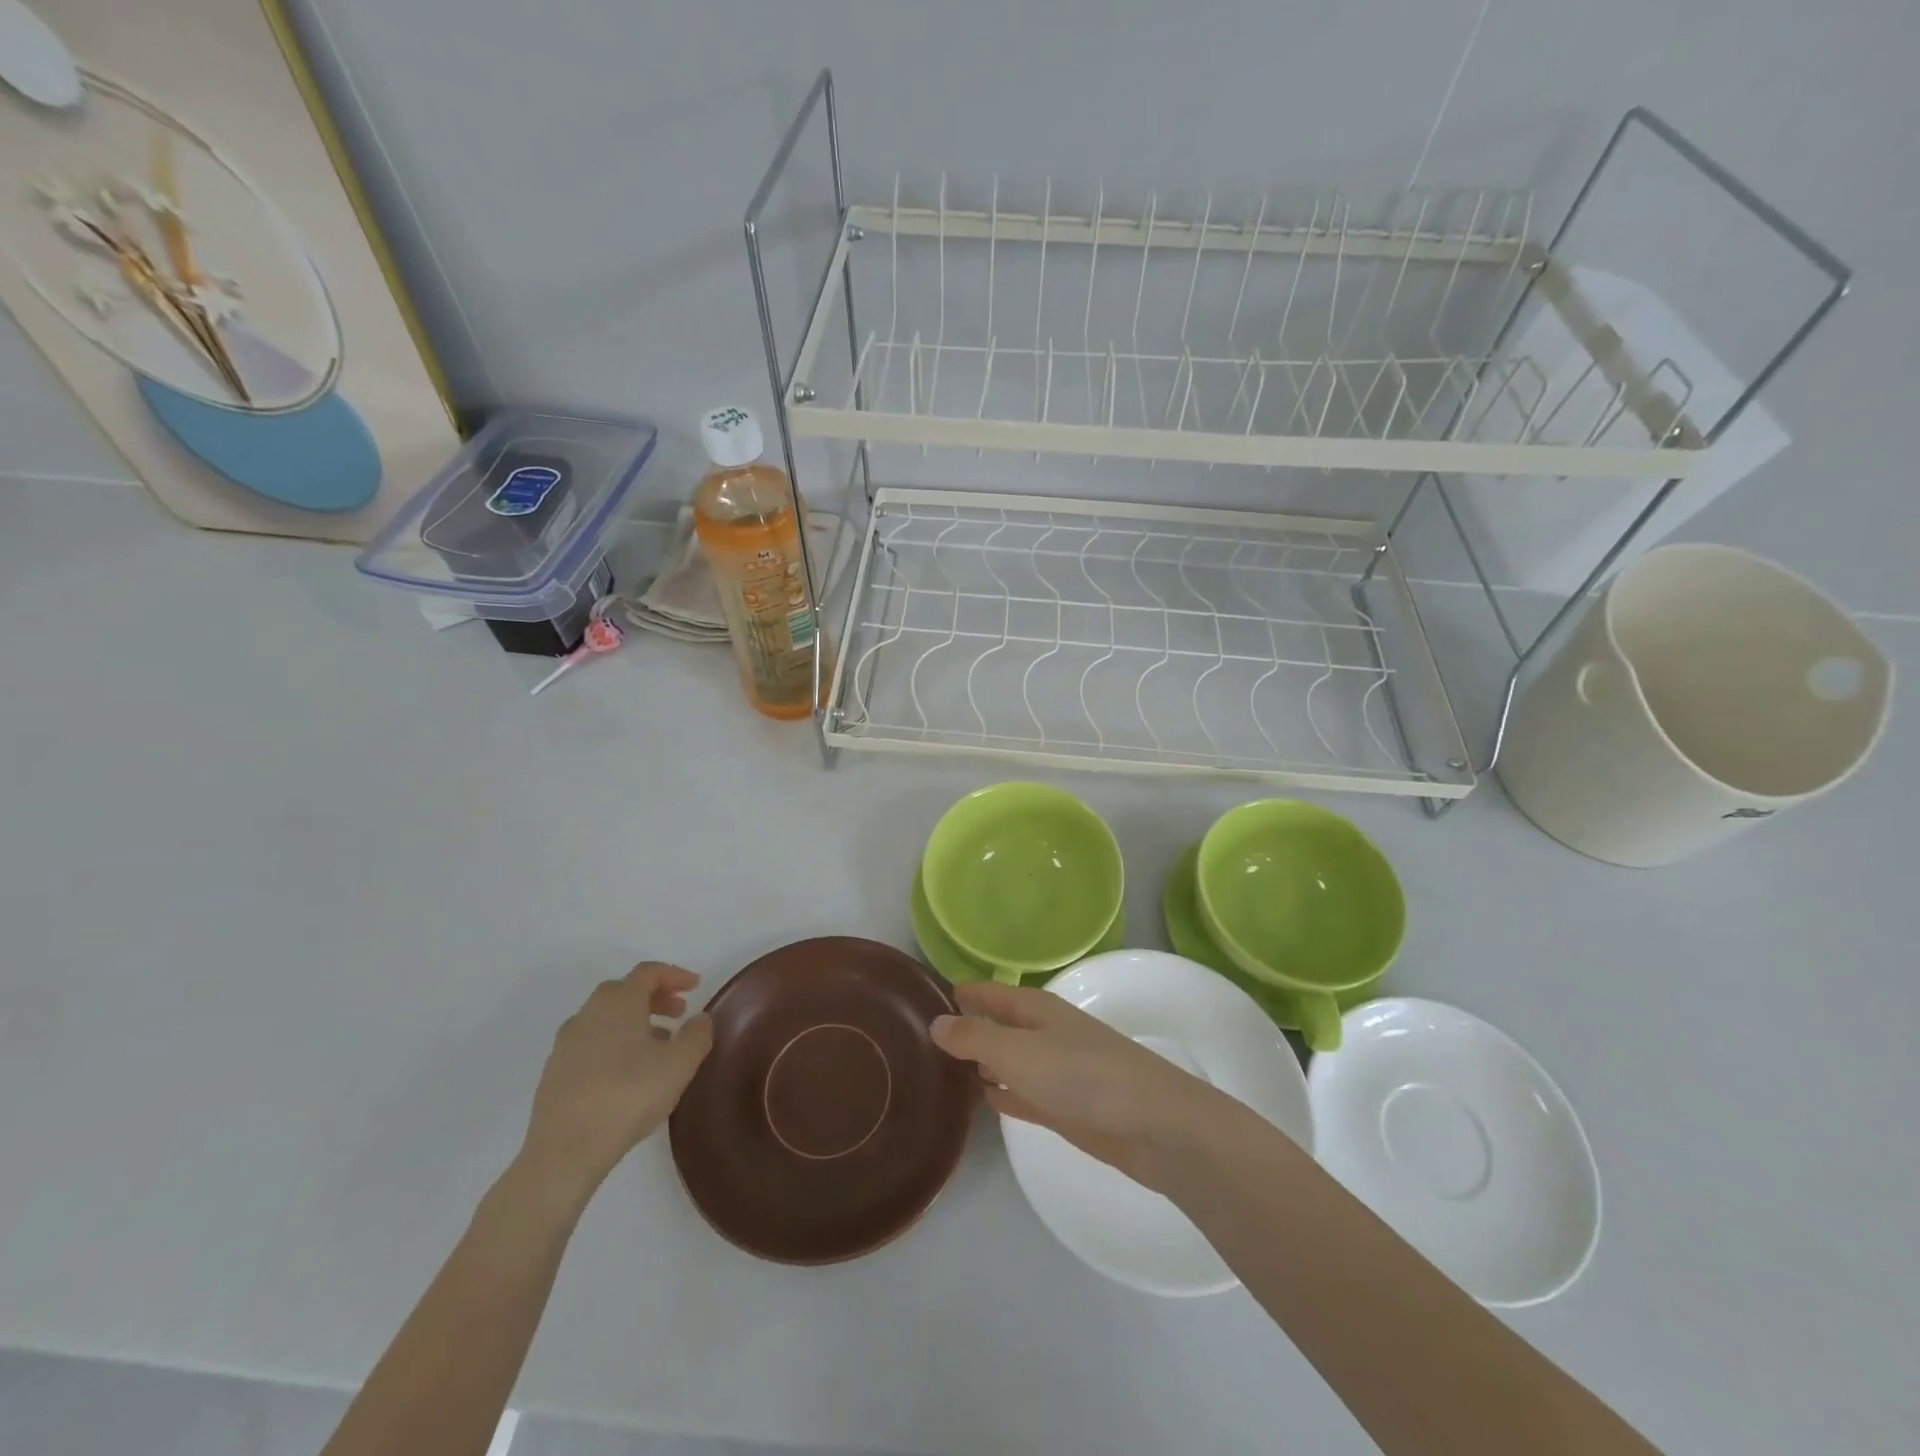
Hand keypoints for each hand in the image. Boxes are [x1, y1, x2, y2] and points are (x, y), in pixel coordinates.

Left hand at [517, 963, 712, 1204]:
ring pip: (606, 1018)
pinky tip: (628, 1073)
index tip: (696, 986)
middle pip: (624, 991)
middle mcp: (588, 1013)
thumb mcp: (680, 1064)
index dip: (674, 974)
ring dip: (635, 1022)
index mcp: (618, 1002)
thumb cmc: (628, 1096)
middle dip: (655, 997)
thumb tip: (700, 1019)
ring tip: (658, 1046)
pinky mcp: (554, 1073)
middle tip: (679, 1013)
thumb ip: (697, 1035)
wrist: (564, 1151)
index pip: (648, 972)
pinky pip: (591, 1043)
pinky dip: (614, 1044)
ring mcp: (566, 1044)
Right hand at [931, 981, 1224, 1189]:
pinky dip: (1003, 1094)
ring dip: (982, 1064)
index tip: (921, 1000)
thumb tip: (936, 1022)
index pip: (988, 992)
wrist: (1152, 1124)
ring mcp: (1056, 1070)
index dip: (959, 994)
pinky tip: (982, 1102)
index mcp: (1034, 1008)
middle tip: (918, 1044)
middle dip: (965, 1030)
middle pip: (997, 1025)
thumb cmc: (1081, 1075)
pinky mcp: (1065, 1107)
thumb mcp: (1018, 1052)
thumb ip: (974, 1037)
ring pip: (1009, 1061)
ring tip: (939, 1074)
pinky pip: (1023, 1093)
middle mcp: (1044, 1033)